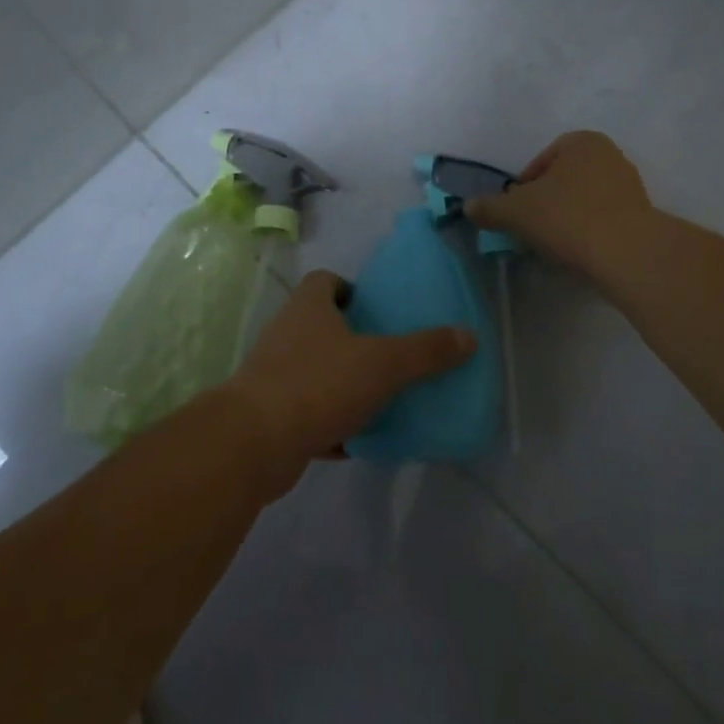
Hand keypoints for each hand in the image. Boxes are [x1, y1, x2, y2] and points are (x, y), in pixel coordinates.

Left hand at [223, 270, 473, 495]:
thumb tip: (469, 335)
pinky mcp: (267, 414)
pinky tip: (356, 440)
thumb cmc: (319, 384)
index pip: (325, 280)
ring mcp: (273, 373)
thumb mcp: (382, 364)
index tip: (377, 310)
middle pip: (321, 325)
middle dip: (352, 339)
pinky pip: (306, 410)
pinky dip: (329, 422)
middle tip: (387, 355)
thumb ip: (425, 351)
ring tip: (378, 397)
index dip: (351, 290)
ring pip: (314, 369)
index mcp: (308, 306)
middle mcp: (286, 332)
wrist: (254, 442)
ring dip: (341, 382)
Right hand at [464, 131, 655, 281]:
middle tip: (532, 229)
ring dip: (567, 218)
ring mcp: (630, 185)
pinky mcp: (642, 214)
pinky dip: (589, 231)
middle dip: (546, 203)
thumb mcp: (516, 212)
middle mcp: (609, 155)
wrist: (628, 254)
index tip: (517, 213)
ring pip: (584, 200)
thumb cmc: (568, 218)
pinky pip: (604, 219)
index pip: (540, 163)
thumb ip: (490, 207)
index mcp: (581, 141)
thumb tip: (468, 207)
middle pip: (563, 181)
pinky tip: (580, 252)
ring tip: (555, 245)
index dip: (523, 189)